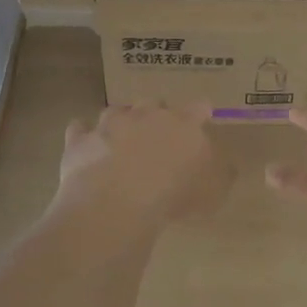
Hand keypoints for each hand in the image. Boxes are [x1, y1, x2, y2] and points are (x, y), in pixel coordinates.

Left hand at [54, 102, 233, 223]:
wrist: (117, 202)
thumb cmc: (173, 196)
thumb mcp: (212, 193)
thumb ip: (221, 175)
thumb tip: (226, 166)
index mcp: (183, 124)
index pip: (197, 109)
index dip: (199, 113)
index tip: (201, 118)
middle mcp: (146, 115)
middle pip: (153, 104)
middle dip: (156, 115)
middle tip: (157, 135)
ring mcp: (109, 124)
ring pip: (116, 111)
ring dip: (120, 121)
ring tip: (121, 138)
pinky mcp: (81, 140)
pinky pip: (80, 129)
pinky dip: (84, 135)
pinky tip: (86, 144)